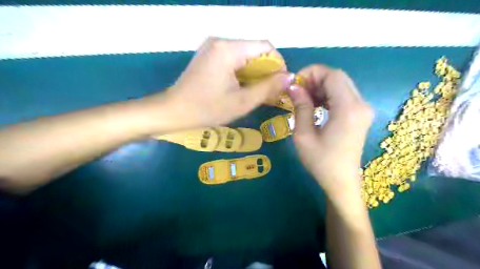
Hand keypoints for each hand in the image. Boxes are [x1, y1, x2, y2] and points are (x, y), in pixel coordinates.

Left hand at [160, 36, 292, 128]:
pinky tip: (243, 88)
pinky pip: (233, 60)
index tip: (280, 84)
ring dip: (255, 73)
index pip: (265, 46)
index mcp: (228, 49)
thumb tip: (289, 77)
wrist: (173, 112)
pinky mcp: (208, 56)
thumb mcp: (242, 101)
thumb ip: (268, 88)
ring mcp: (212, 48)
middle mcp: (220, 41)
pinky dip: (242, 73)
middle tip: (269, 92)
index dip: (278, 64)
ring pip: (245, 56)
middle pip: (254, 50)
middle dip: (266, 71)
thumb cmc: (207, 109)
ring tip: (257, 92)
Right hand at [286, 64, 371, 198]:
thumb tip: (294, 87)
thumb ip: (301, 107)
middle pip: (338, 77)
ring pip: (341, 85)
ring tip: (303, 98)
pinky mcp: (361, 114)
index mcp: (348, 109)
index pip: (332, 75)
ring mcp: (363, 109)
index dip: (311, 73)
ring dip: (320, 87)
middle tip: (296, 91)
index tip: (294, 83)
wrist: (341, 181)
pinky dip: (328, 95)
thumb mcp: (303, 135)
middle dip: (315, 79)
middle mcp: (361, 104)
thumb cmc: (320, 162)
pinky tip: (316, 104)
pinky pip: (344, 95)